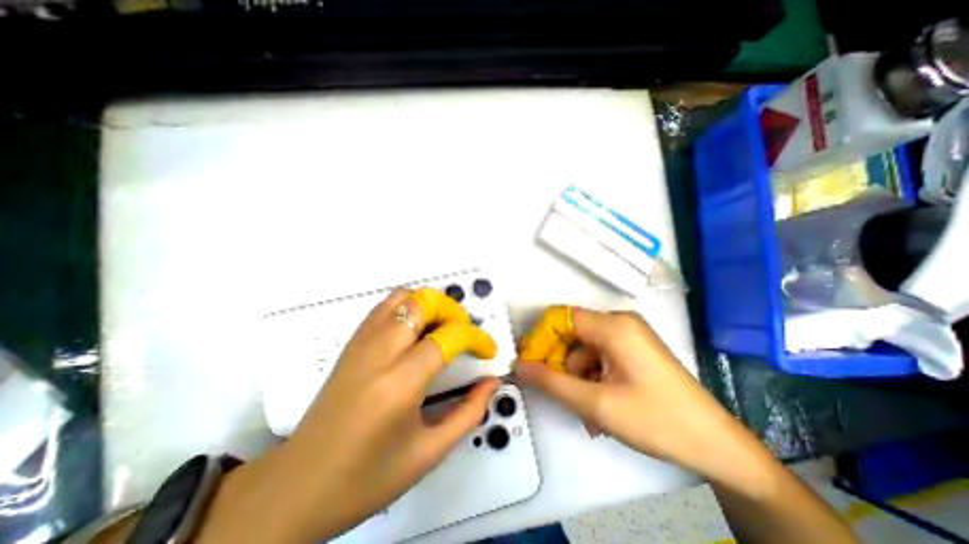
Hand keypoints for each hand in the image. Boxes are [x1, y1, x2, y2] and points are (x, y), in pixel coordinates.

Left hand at [193, 287, 498, 540]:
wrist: (297, 487)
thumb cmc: (367, 478)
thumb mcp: (429, 453)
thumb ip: (468, 413)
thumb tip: (491, 382)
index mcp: (399, 384)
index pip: (447, 337)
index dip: (476, 337)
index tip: (488, 350)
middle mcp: (378, 353)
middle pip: (423, 303)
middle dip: (453, 311)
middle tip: (465, 333)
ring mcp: (360, 344)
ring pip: (402, 297)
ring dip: (431, 305)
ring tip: (444, 328)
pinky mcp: (351, 344)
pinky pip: (385, 307)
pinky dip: (409, 307)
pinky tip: (417, 331)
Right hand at [514, 307, 748, 478]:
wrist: (717, 446)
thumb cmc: (657, 421)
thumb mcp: (596, 403)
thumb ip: (551, 382)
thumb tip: (518, 365)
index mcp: (613, 326)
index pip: (560, 318)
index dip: (540, 339)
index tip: (529, 365)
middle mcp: (619, 323)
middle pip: (571, 335)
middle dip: (561, 365)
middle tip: (560, 396)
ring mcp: (628, 335)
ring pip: (584, 350)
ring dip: (577, 379)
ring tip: (586, 414)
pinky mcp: (633, 349)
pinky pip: (599, 358)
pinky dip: (592, 380)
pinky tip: (599, 408)